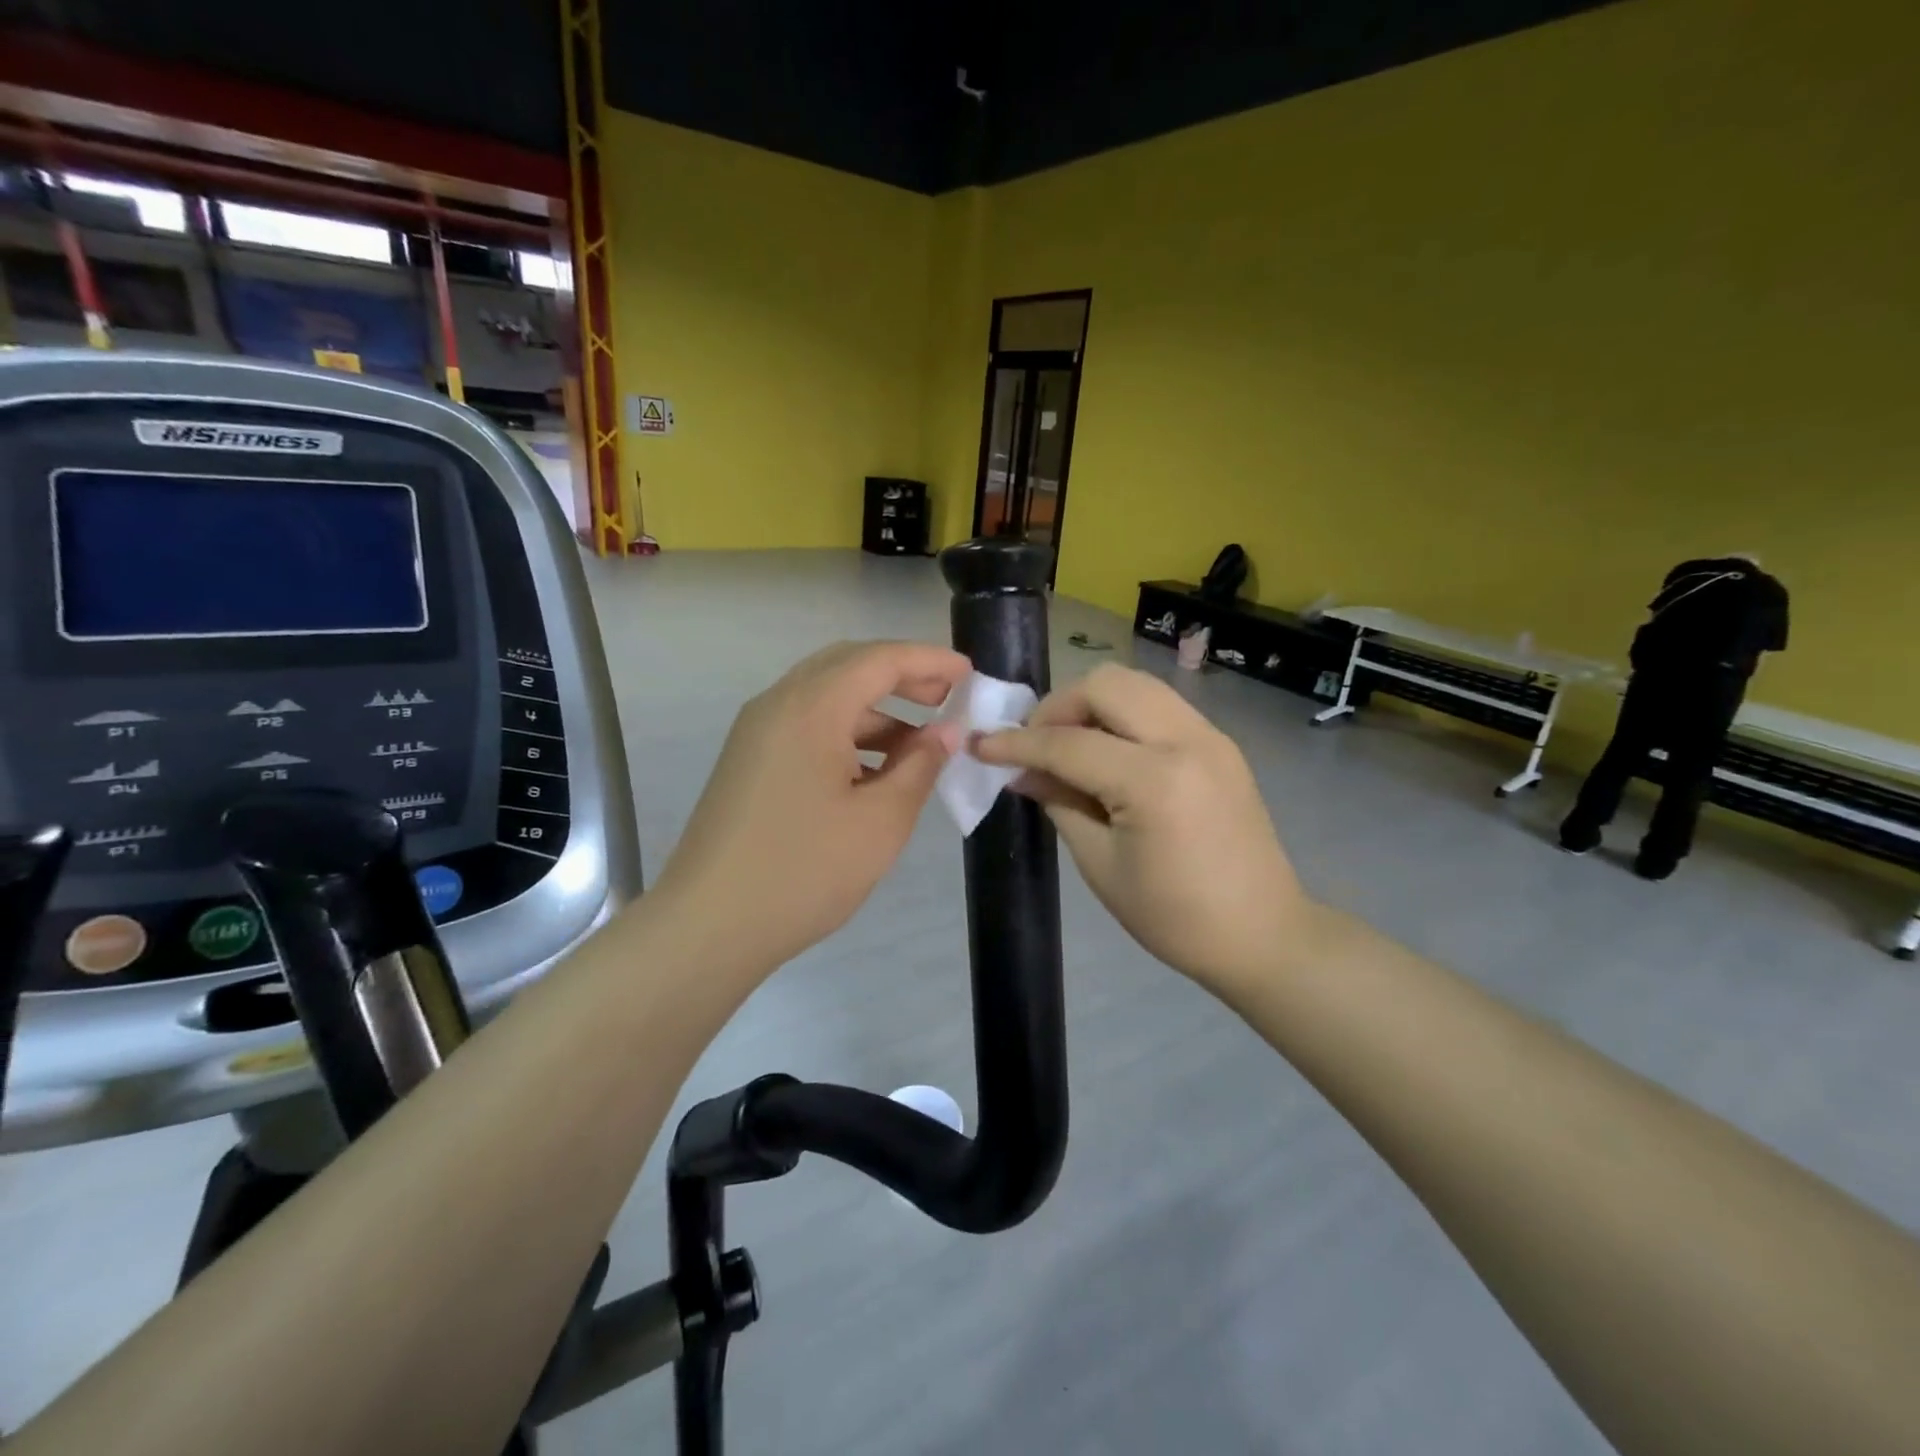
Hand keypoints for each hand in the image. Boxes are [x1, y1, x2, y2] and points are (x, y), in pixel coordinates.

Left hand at [654, 640, 968, 971]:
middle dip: (901, 676)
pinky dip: (846, 734)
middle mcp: (777, 705)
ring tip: (919, 745)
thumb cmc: (804, 871)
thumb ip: (920, 766)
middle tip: (947, 697)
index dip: (929, 660)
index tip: (970, 675)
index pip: (879, 660)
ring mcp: (756, 733)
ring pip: (825, 697)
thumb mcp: (880, 821)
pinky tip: (875, 771)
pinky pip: (806, 726)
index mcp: (811, 709)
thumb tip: (946, 732)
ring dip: (875, 710)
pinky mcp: (749, 761)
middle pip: (847, 666)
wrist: (709, 925)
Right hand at [975, 665, 1309, 992]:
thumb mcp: (1101, 865)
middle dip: (1058, 706)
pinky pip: (1159, 704)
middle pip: (1105, 685)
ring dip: (1091, 703)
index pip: (1069, 743)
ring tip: (1069, 744)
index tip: (980, 745)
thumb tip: (1021, 772)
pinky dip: (1123, 714)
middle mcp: (1186, 740)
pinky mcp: (1220, 743)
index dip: (1017, 743)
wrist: (1263, 933)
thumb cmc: (1174, 916)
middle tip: (1035, 745)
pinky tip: (1108, 752)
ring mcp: (1210, 735)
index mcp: (1154, 781)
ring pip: (1135, 684)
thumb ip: (1059, 804)